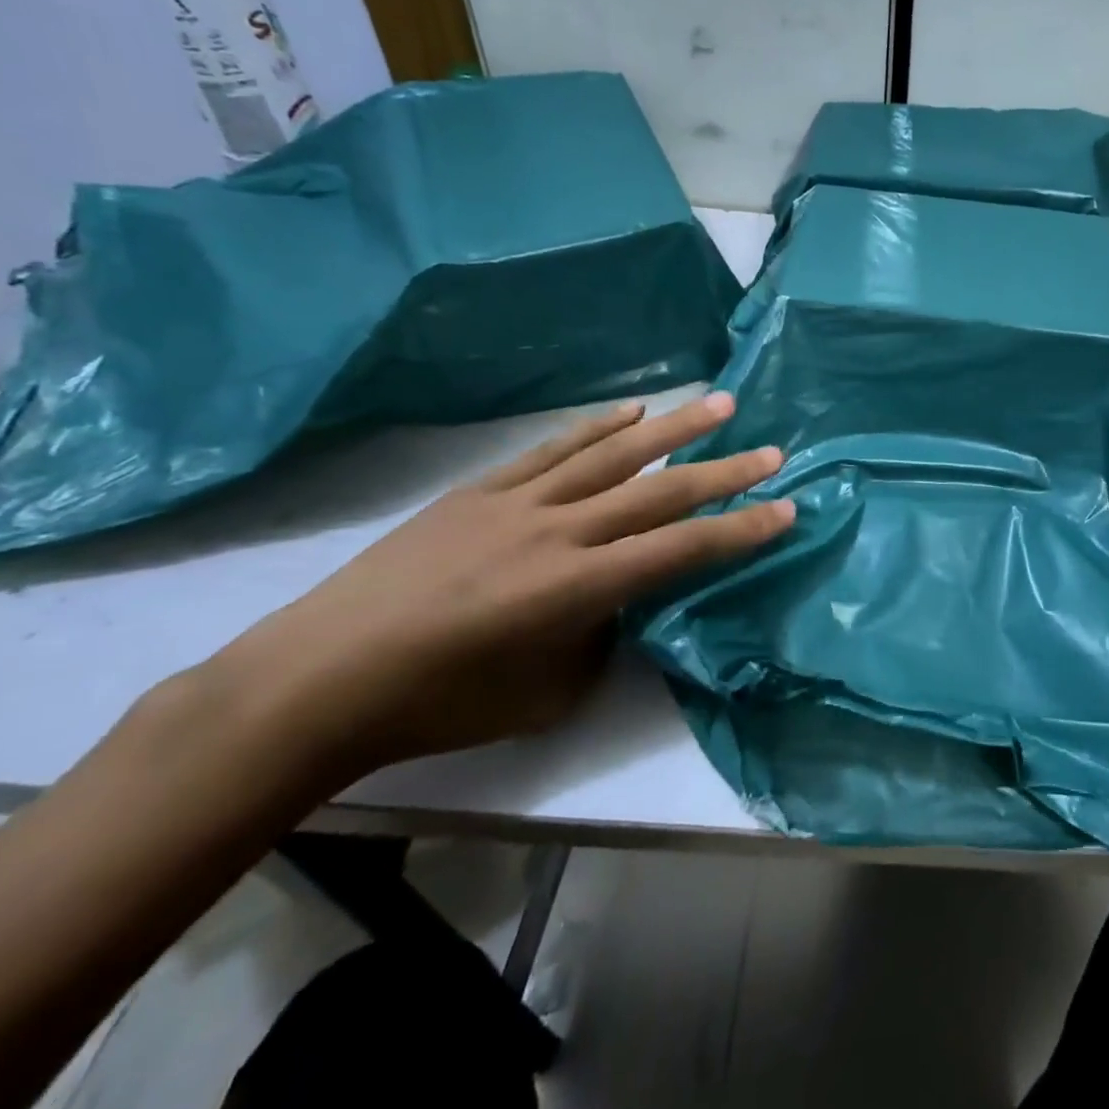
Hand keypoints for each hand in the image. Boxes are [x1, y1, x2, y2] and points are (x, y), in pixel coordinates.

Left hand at [206, 393, 792, 782]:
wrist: (321, 679)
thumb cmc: (441, 705)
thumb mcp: (548, 693)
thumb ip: (602, 636)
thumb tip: (623, 599)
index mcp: (578, 587)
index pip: (682, 550)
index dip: (740, 530)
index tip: (787, 509)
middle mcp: (559, 531)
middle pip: (659, 492)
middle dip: (724, 472)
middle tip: (773, 450)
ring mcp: (518, 502)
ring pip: (612, 455)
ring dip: (673, 428)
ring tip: (718, 403)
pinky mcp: (481, 490)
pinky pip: (553, 450)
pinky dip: (597, 428)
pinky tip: (632, 412)